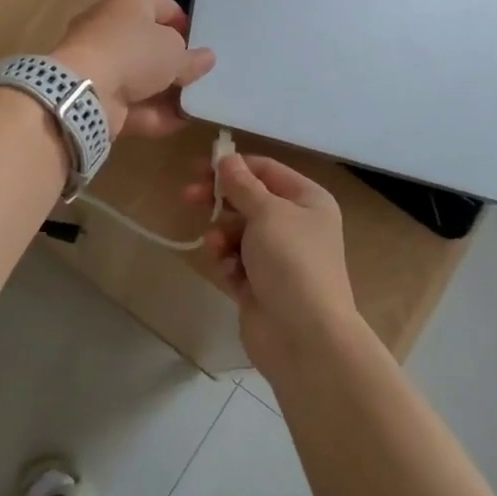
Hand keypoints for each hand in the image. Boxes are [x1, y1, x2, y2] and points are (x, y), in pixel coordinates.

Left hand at [51, 0, 214, 139]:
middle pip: (151, 45)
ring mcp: (101, 62)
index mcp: (130, 2)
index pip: (166, 8)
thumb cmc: (134, 53)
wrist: (85, 90)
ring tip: (198, 105)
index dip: (187, 27)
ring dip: (167, 93)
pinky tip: (180, 123)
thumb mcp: (175, 53)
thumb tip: (206, 58)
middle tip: (202, 78)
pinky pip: (132, 102)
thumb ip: (193, 58)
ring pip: (141, 77)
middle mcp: (112, 27)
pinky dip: (154, 113)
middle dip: (175, 64)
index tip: (203, 47)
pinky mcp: (97, 94)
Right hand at [184, 152, 364, 376]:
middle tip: (188, 197)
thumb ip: (242, 185)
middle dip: (220, 200)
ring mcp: (279, 258)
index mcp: (308, 201)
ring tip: (216, 248)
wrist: (305, 336)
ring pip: (238, 233)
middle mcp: (296, 225)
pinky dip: (228, 264)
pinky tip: (228, 274)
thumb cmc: (291, 262)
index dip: (234, 166)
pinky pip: (236, 263)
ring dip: (222, 236)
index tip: (199, 168)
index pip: (266, 170)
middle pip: (249, 201)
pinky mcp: (260, 285)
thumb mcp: (267, 213)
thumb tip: (226, 159)